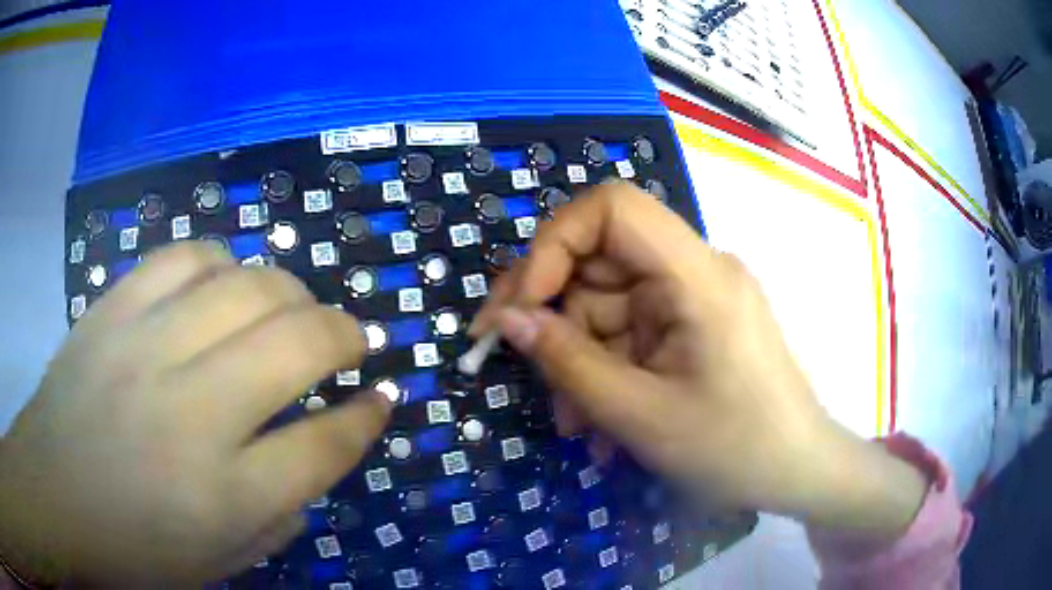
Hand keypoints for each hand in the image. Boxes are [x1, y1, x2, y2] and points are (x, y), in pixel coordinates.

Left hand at [0, 243, 390, 585]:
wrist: (53, 495)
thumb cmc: (135, 550)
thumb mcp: (222, 560)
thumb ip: (282, 508)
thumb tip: (325, 442)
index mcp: (224, 495)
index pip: (325, 444)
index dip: (368, 417)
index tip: (383, 396)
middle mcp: (191, 412)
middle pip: (297, 342)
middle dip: (345, 334)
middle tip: (351, 341)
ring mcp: (146, 348)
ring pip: (247, 284)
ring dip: (290, 292)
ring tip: (293, 310)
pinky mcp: (115, 309)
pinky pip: (186, 257)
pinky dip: (223, 263)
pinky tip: (225, 284)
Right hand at [473, 183, 925, 537]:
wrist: (797, 473)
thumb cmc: (733, 448)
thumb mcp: (639, 414)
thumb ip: (566, 362)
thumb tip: (506, 319)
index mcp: (696, 274)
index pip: (613, 208)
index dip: (554, 242)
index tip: (523, 305)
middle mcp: (696, 271)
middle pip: (603, 260)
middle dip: (554, 315)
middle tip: (514, 362)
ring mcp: (695, 299)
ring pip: (611, 305)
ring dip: (579, 359)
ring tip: (573, 423)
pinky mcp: (694, 326)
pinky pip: (633, 333)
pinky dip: (608, 371)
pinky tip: (599, 422)